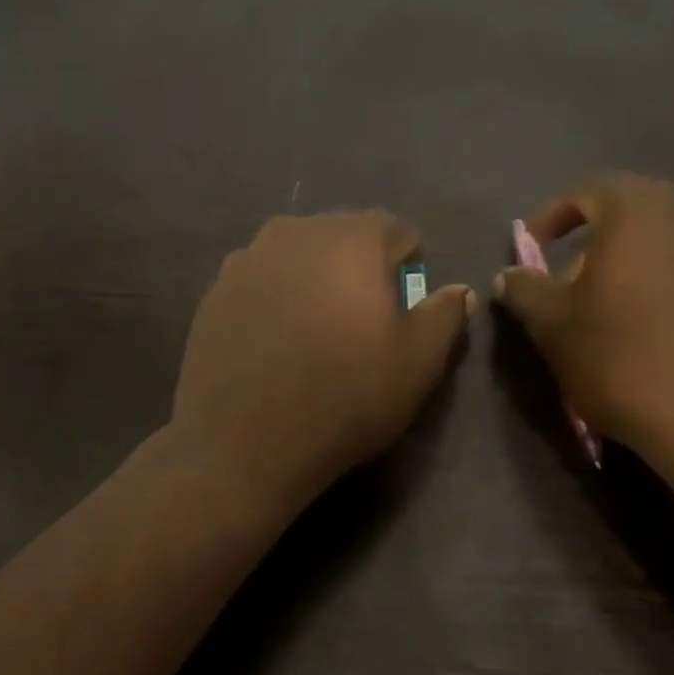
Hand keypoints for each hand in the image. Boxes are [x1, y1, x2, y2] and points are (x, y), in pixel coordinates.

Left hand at [172, 212, 473, 507]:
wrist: (242, 444)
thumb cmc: (344, 399)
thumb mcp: (417, 364)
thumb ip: (445, 316)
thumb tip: (459, 290)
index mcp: (351, 239)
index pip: (394, 230)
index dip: (407, 268)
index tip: (402, 311)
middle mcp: (295, 232)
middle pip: (342, 237)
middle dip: (359, 269)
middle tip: (360, 324)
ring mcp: (246, 259)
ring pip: (297, 256)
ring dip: (314, 280)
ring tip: (314, 332)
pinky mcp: (214, 291)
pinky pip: (260, 280)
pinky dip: (275, 298)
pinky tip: (274, 342)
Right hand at [494, 173, 673, 490]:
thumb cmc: (624, 362)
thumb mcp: (554, 328)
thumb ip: (525, 290)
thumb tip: (509, 274)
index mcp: (639, 208)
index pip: (587, 190)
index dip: (552, 217)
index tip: (533, 251)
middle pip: (632, 209)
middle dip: (595, 239)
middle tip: (572, 281)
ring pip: (670, 234)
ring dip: (636, 258)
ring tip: (616, 302)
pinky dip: (672, 276)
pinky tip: (660, 319)